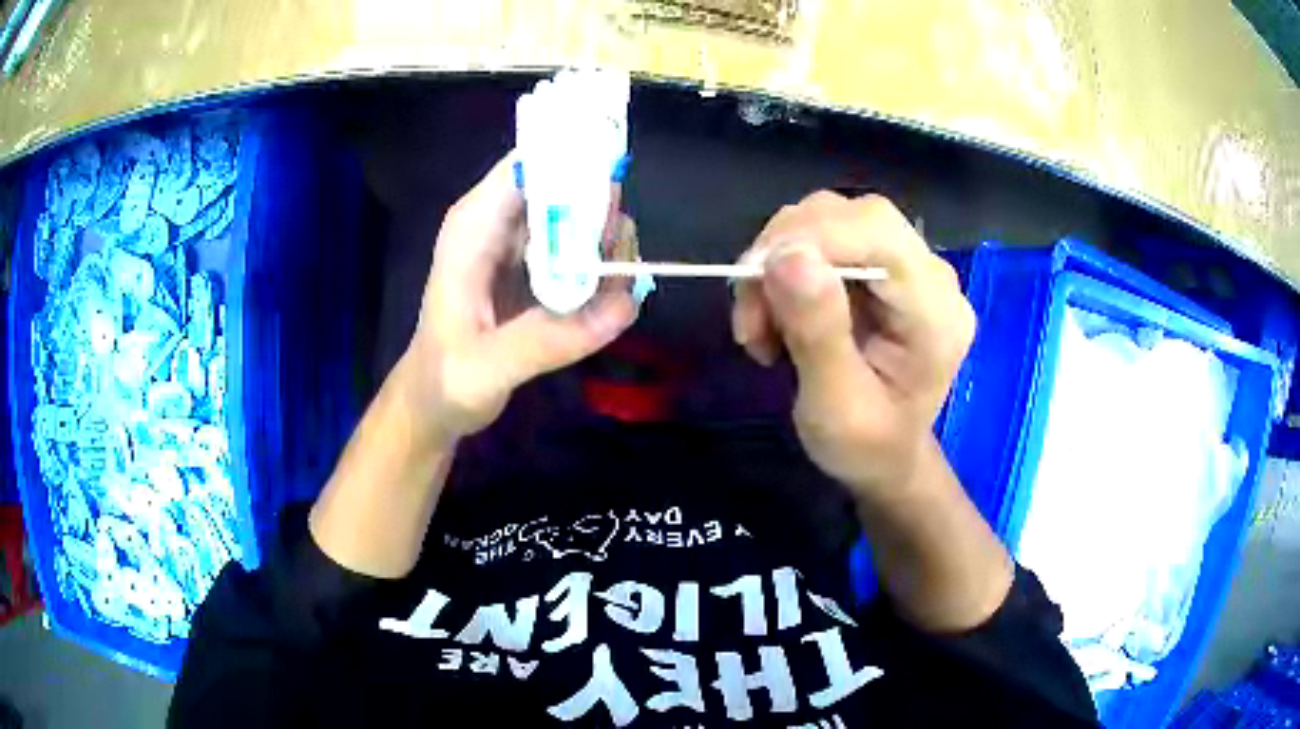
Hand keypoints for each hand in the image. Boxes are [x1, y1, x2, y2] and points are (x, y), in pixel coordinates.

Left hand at [403, 153, 639, 443]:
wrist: (436, 404)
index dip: (575, 163)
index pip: (530, 164)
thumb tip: (623, 305)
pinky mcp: (539, 270)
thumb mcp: (487, 366)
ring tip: (613, 292)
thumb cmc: (445, 380)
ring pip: (582, 217)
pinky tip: (607, 305)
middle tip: (615, 264)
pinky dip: (604, 270)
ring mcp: (523, 246)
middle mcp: (502, 223)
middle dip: (601, 215)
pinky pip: (583, 250)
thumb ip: (548, 338)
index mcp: (476, 226)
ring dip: (608, 247)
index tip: (613, 199)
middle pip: (567, 186)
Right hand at [732, 192, 974, 499]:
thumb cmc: (865, 447)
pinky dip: (785, 269)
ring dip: (779, 263)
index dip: (810, 237)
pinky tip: (777, 315)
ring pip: (831, 219)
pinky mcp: (883, 266)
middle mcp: (931, 276)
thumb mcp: (836, 408)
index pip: (877, 232)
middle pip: (852, 216)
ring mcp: (909, 267)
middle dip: (786, 252)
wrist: (884, 460)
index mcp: (937, 313)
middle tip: (752, 316)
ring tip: (762, 327)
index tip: (753, 279)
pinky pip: (824, 238)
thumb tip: (787, 255)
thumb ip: (818, 333)